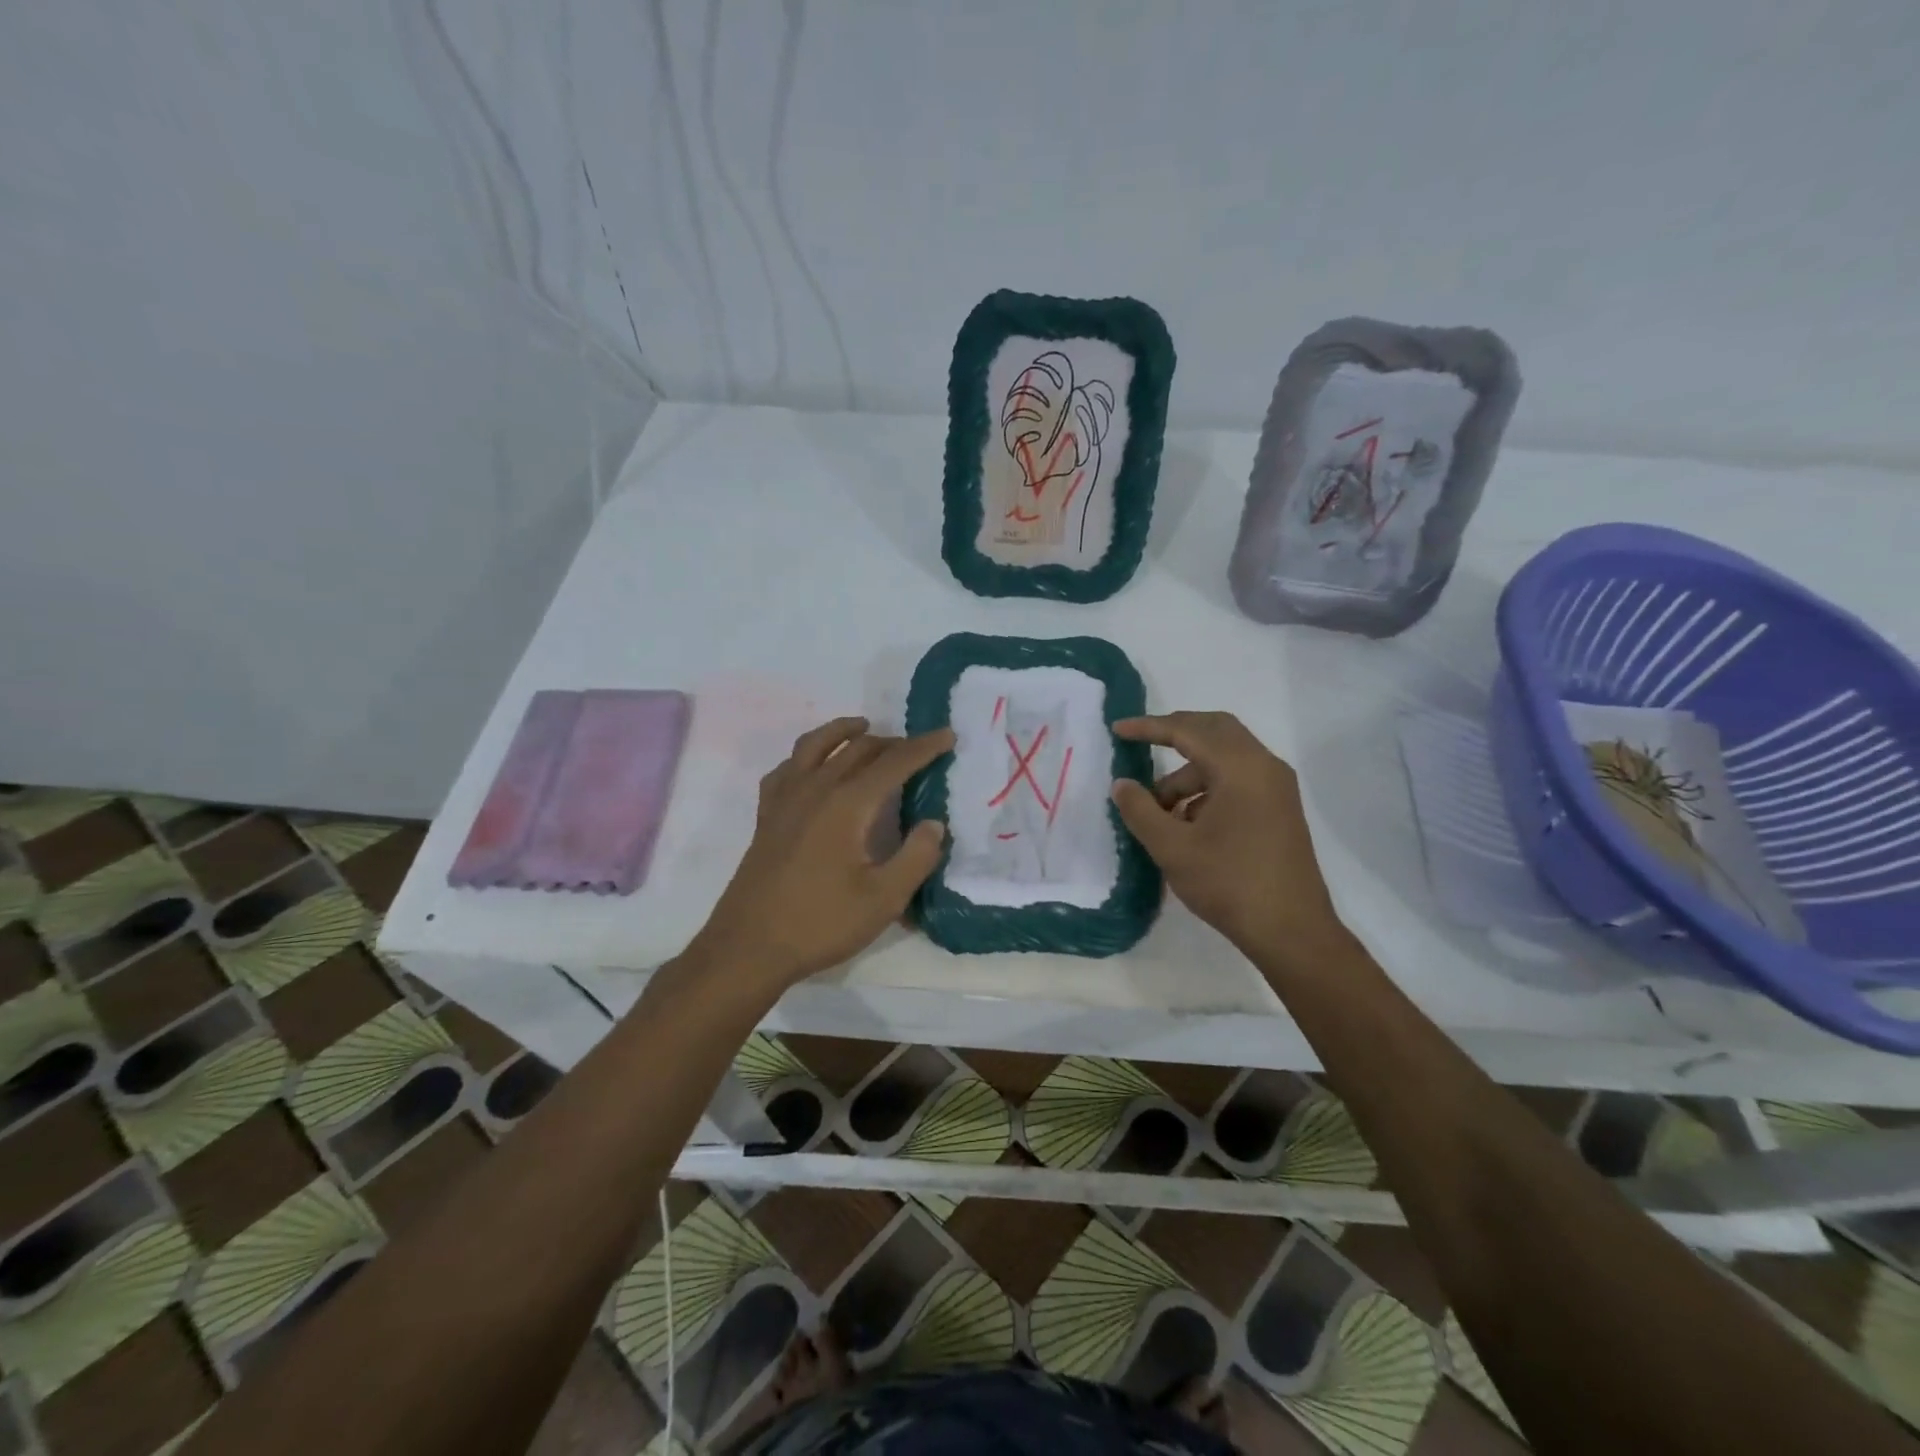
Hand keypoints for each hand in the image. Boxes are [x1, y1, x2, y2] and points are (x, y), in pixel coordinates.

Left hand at [691, 716, 952, 989]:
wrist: (749, 947)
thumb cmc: (820, 923)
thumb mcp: (883, 899)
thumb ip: (916, 857)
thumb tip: (933, 823)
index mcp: (847, 804)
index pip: (893, 763)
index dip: (924, 747)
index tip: (948, 735)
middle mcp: (815, 789)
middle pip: (858, 749)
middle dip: (892, 742)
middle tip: (918, 747)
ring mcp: (785, 800)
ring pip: (815, 746)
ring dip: (843, 732)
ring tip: (863, 727)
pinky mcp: (766, 816)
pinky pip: (786, 769)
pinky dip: (806, 757)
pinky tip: (812, 767)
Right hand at [1111, 711, 1344, 961]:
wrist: (1292, 932)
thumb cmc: (1229, 884)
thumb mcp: (1173, 848)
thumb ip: (1141, 810)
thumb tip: (1122, 784)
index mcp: (1240, 768)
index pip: (1187, 730)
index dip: (1149, 727)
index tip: (1117, 730)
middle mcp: (1264, 766)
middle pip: (1213, 730)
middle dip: (1174, 735)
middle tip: (1139, 746)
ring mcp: (1276, 788)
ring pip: (1224, 758)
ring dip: (1187, 773)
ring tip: (1158, 811)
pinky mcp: (1279, 809)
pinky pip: (1237, 780)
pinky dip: (1207, 788)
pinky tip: (1186, 824)